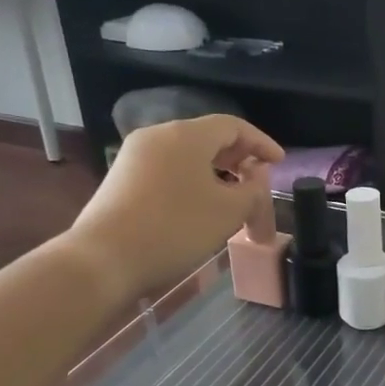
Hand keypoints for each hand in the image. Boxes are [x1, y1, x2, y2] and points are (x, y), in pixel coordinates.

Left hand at [60, 115, 281, 303]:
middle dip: (239, 157)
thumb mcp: (229, 211)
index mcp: (186, 135)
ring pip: (187, 155)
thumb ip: (253, 188)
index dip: (261, 142)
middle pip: (208, 137)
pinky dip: (193, 180)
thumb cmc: (176, 228)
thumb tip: (255, 175)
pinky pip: (169, 169)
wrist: (105, 259)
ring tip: (233, 196)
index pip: (233, 126)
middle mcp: (158, 136)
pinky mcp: (123, 178)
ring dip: (216, 171)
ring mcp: (135, 156)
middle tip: (258, 179)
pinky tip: (201, 205)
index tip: (280, 162)